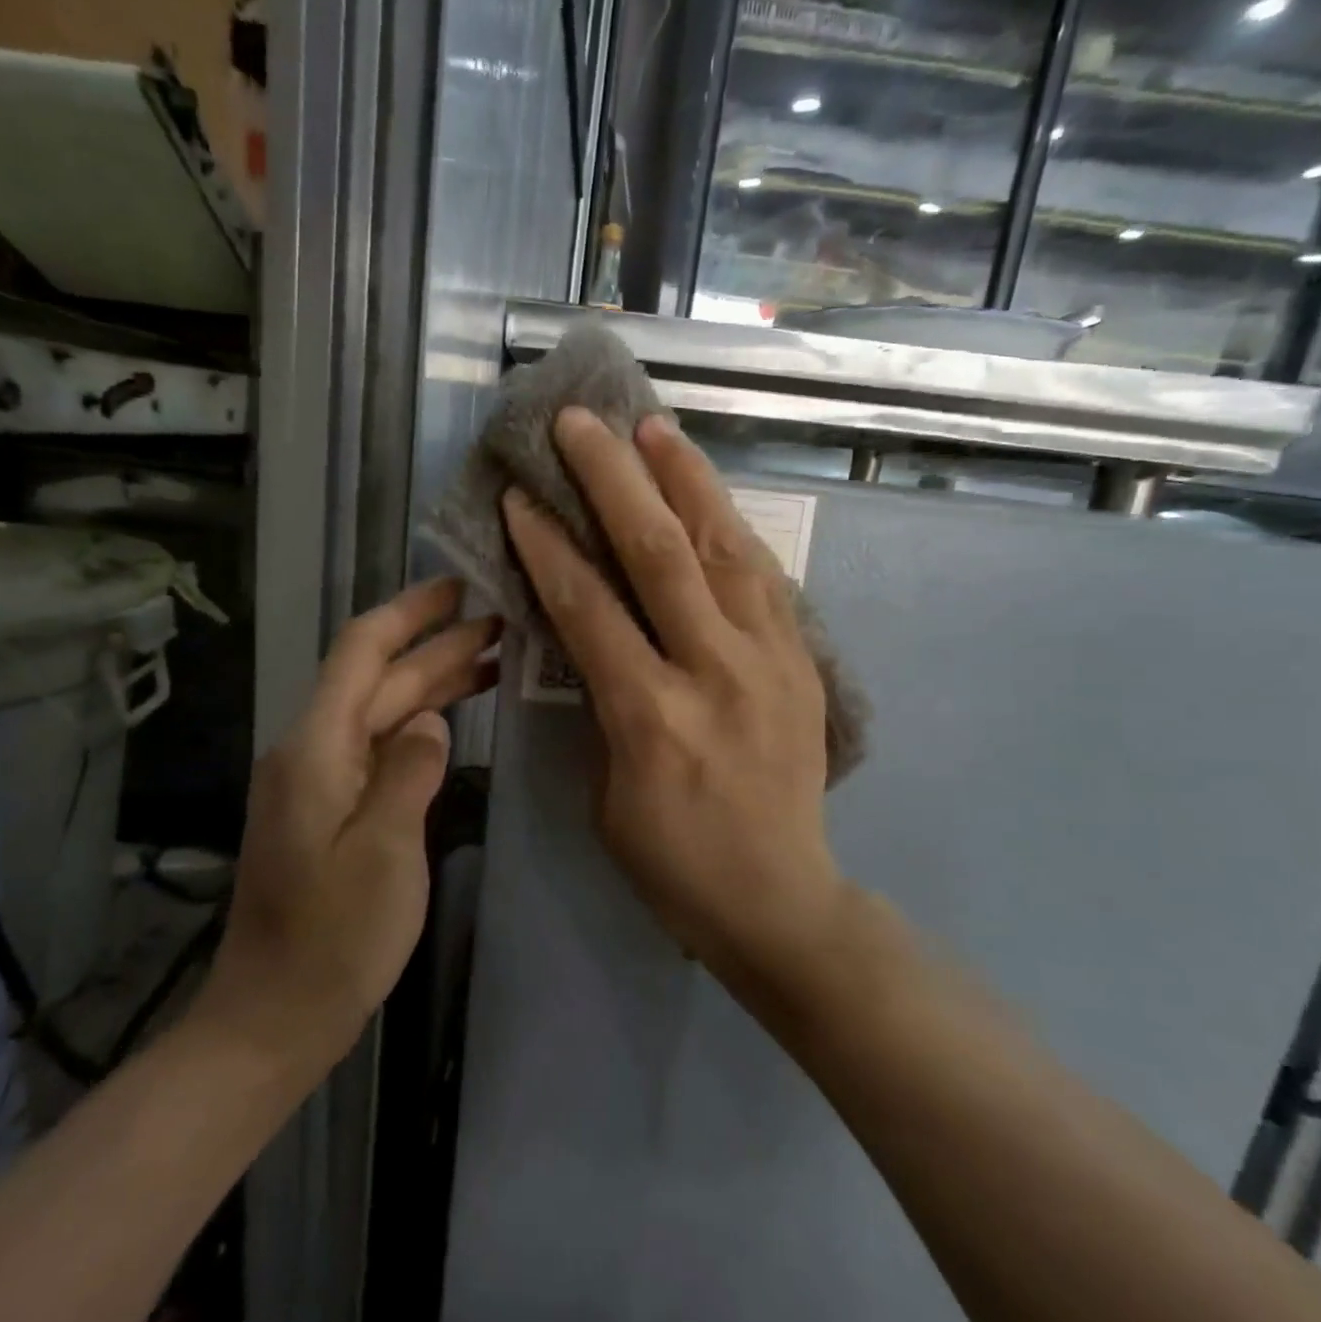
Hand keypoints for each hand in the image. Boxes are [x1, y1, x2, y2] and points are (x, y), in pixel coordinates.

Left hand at [189, 579, 498, 1064]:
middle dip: (438, 647)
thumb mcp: (384, 851)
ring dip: (433, 685)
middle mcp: (313, 751)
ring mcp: (321, 782)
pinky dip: (420, 727)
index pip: (361, 652)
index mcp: (317, 748)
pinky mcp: (331, 810)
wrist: (274, 1017)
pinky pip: (380, 749)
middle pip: (379, 680)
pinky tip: (454, 721)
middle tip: (502, 624)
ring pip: (383, 713)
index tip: (456, 586)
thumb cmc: (332, 939)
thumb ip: (410, 772)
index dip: (408, 612)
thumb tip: (432, 721)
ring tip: (494, 661)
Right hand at [501, 408, 845, 987]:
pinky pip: (764, 576)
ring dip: (685, 479)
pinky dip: (731, 526)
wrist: (779, 898)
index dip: (547, 545)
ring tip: (653, 426)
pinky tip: (707, 492)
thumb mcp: (607, 793)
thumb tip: (589, 635)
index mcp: (650, 716)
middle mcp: (714, 671)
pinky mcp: (801, 661)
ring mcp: (769, 660)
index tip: (519, 495)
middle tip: (581, 423)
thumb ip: (600, 704)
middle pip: (660, 554)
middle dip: (613, 479)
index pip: (588, 607)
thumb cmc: (672, 862)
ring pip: (724, 548)